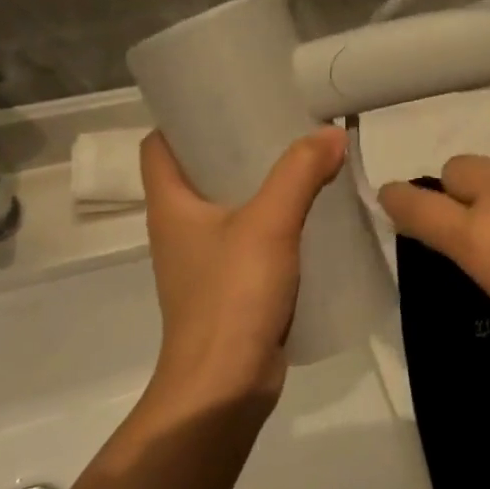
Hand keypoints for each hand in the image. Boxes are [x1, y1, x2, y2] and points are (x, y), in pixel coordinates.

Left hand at [139, 129, 347, 407]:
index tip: (224, 98)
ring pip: (228, 204)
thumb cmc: (231, 297)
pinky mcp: (229, 286)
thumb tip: (331, 133)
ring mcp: (203, 260)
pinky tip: (310, 211)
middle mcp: (179, 228)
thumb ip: (300, 172)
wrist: (224, 391)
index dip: (182, 118)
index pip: (158, 147)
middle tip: (278, 119)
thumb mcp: (269, 223)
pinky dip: (274, 219)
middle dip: (235, 144)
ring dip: (259, 182)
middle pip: (198, 170)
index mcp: (170, 205)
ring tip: (300, 157)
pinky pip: (250, 237)